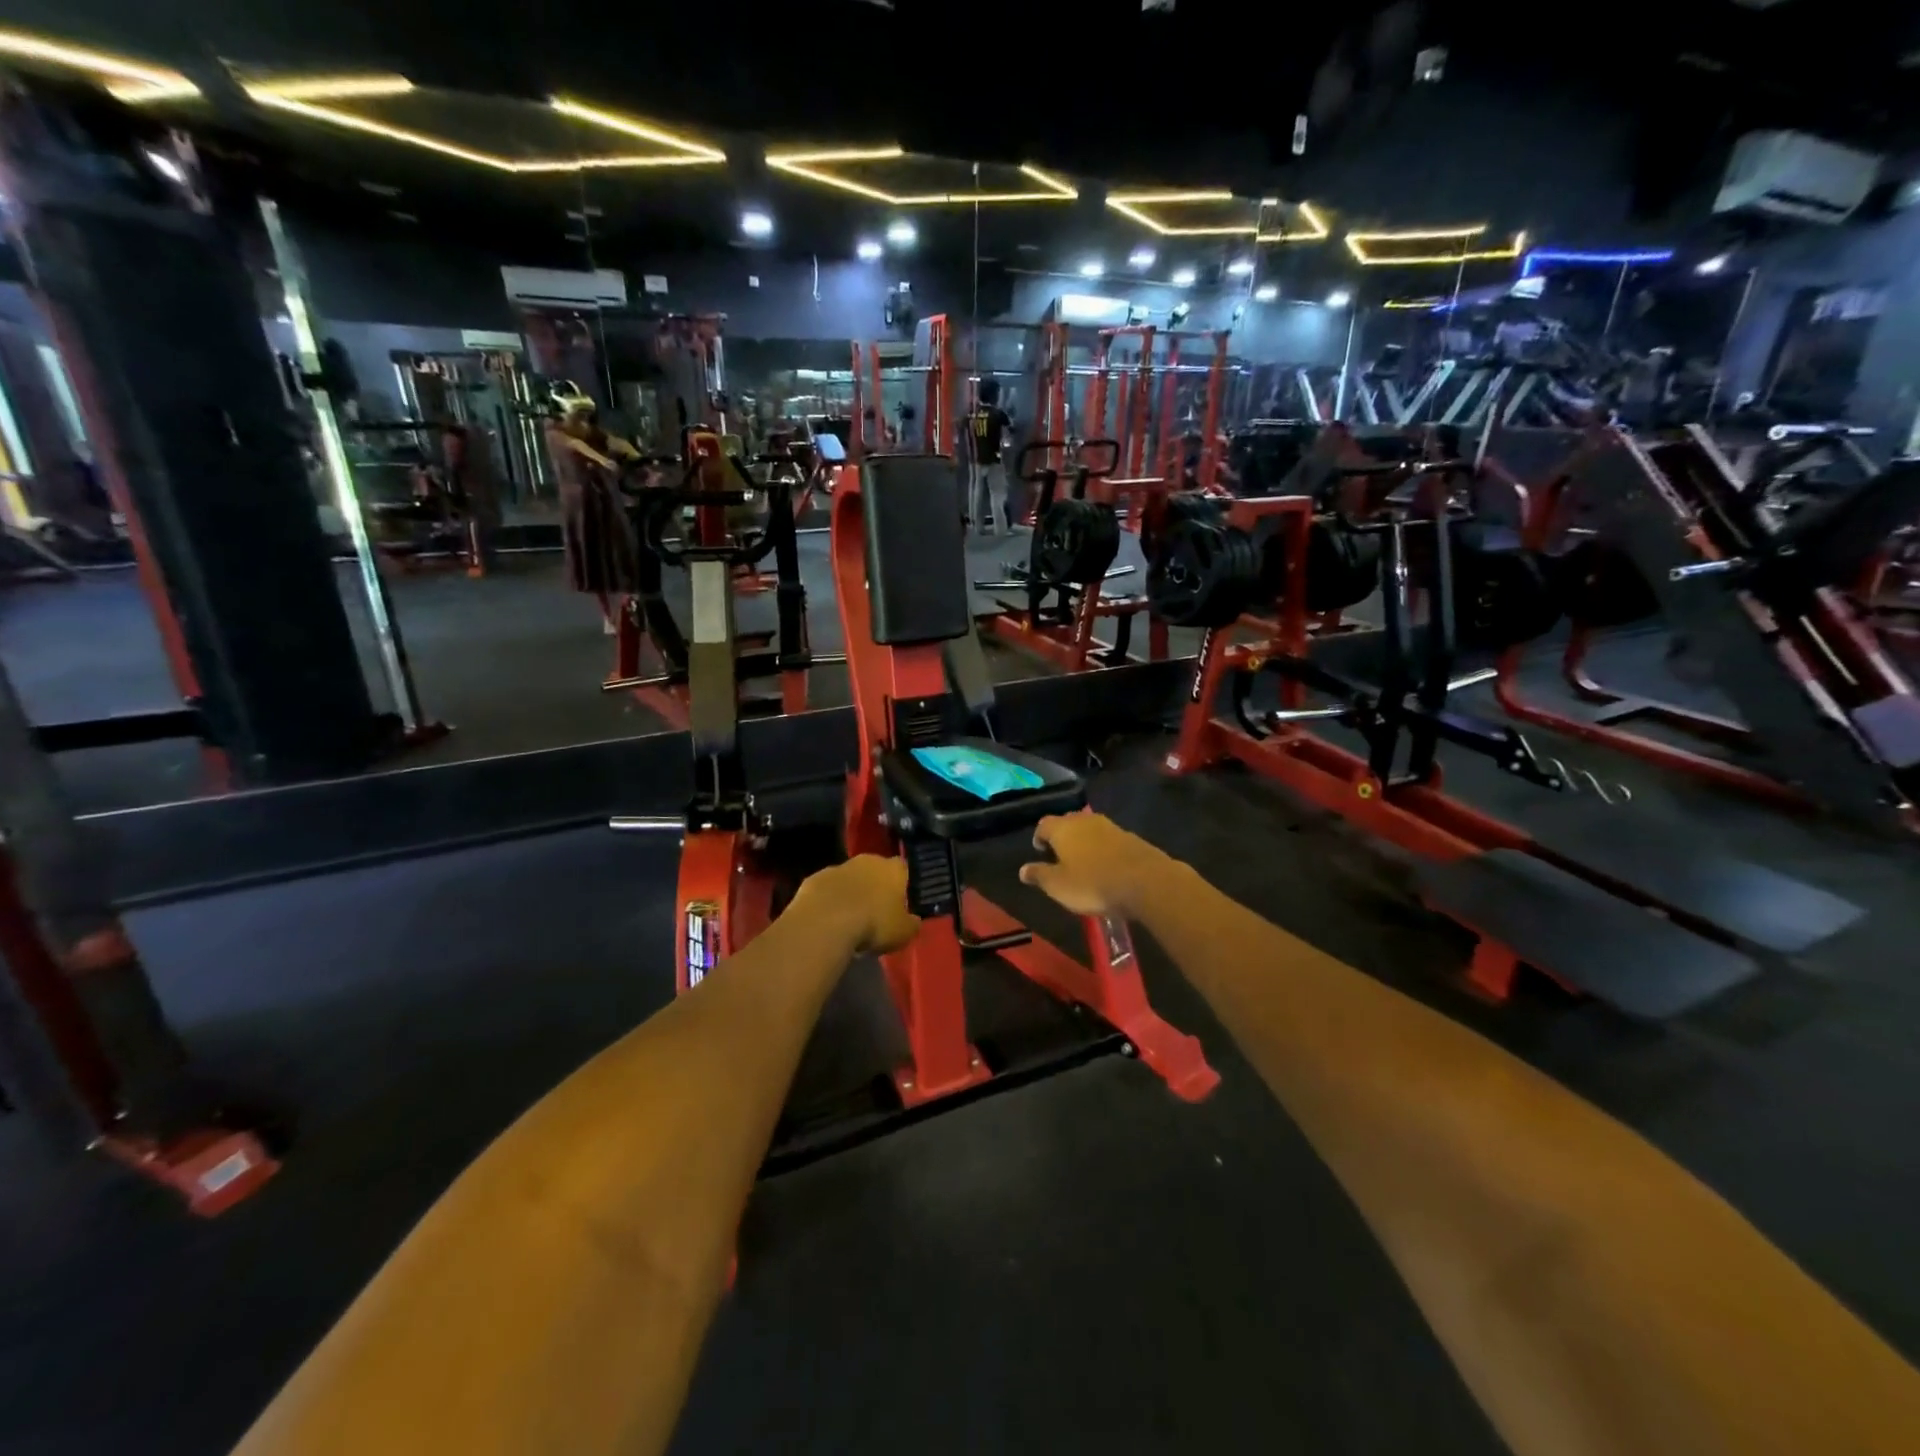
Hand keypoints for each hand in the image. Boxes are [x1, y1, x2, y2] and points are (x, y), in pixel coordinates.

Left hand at [796, 855, 919, 954]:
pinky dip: (829, 900)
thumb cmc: (873, 924)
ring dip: (851, 892)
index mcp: (892, 869)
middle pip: (875, 870)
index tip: (901, 901)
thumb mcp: (903, 933)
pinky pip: (827, 889)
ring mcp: (838, 867)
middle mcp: (867, 861)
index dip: (903, 884)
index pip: (903, 869)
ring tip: (850, 918)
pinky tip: (828, 919)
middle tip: (875, 910)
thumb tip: (914, 921)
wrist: (825, 923)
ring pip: (849, 878)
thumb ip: (912, 924)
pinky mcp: (814, 879)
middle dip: (875, 886)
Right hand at [1018, 813, 1166, 918]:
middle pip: (1067, 822)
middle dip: (1062, 836)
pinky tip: (1106, 866)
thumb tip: (1022, 869)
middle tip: (1060, 856)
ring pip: (1089, 829)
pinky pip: (1109, 839)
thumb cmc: (1092, 884)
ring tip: (1083, 862)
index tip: (1040, 851)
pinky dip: (1103, 849)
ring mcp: (1110, 826)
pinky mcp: (1130, 837)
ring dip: (1084, 842)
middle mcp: (1084, 821)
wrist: (1144, 881)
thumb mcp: (1058, 886)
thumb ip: (1039, 875)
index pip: (1043, 825)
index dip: (1039, 837)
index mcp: (1062, 829)